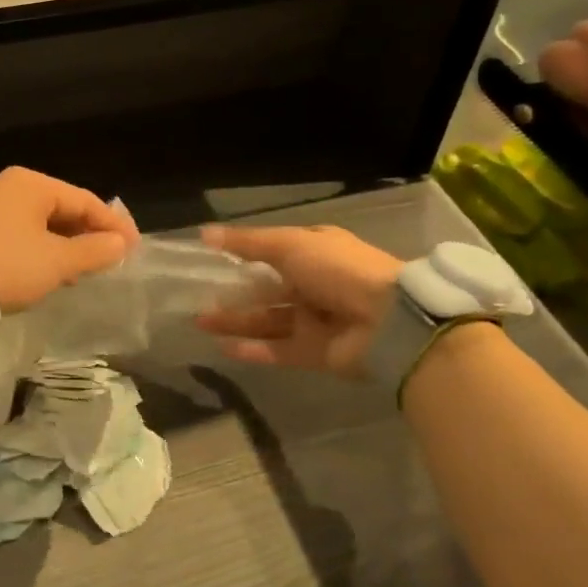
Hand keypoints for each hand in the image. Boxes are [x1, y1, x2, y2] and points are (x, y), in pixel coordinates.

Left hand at [0, 168, 138, 313]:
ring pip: (43, 223)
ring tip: (87, 270)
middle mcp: (11, 187)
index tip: (135, 248)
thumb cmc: (8, 266)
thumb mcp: (57, 262)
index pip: (85, 200)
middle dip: (89, 234)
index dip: (113, 225)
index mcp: (32, 184)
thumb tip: (120, 244)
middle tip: (113, 260)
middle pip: (63, 208)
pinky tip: (53, 270)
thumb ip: (94, 251)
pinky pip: (23, 234)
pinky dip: (44, 249)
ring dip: (67, 245)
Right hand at [197, 225, 401, 377]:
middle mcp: (315, 285)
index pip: (273, 252)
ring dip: (236, 321)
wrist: (390, 322)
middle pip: (266, 289)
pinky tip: (224, 348)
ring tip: (201, 322)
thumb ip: (246, 243)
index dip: (242, 255)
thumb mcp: (289, 244)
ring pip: (268, 320)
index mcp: (315, 252)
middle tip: (197, 297)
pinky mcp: (317, 353)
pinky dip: (253, 349)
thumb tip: (203, 233)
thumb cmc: (339, 270)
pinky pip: (279, 350)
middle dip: (233, 293)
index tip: (210, 260)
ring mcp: (316, 320)